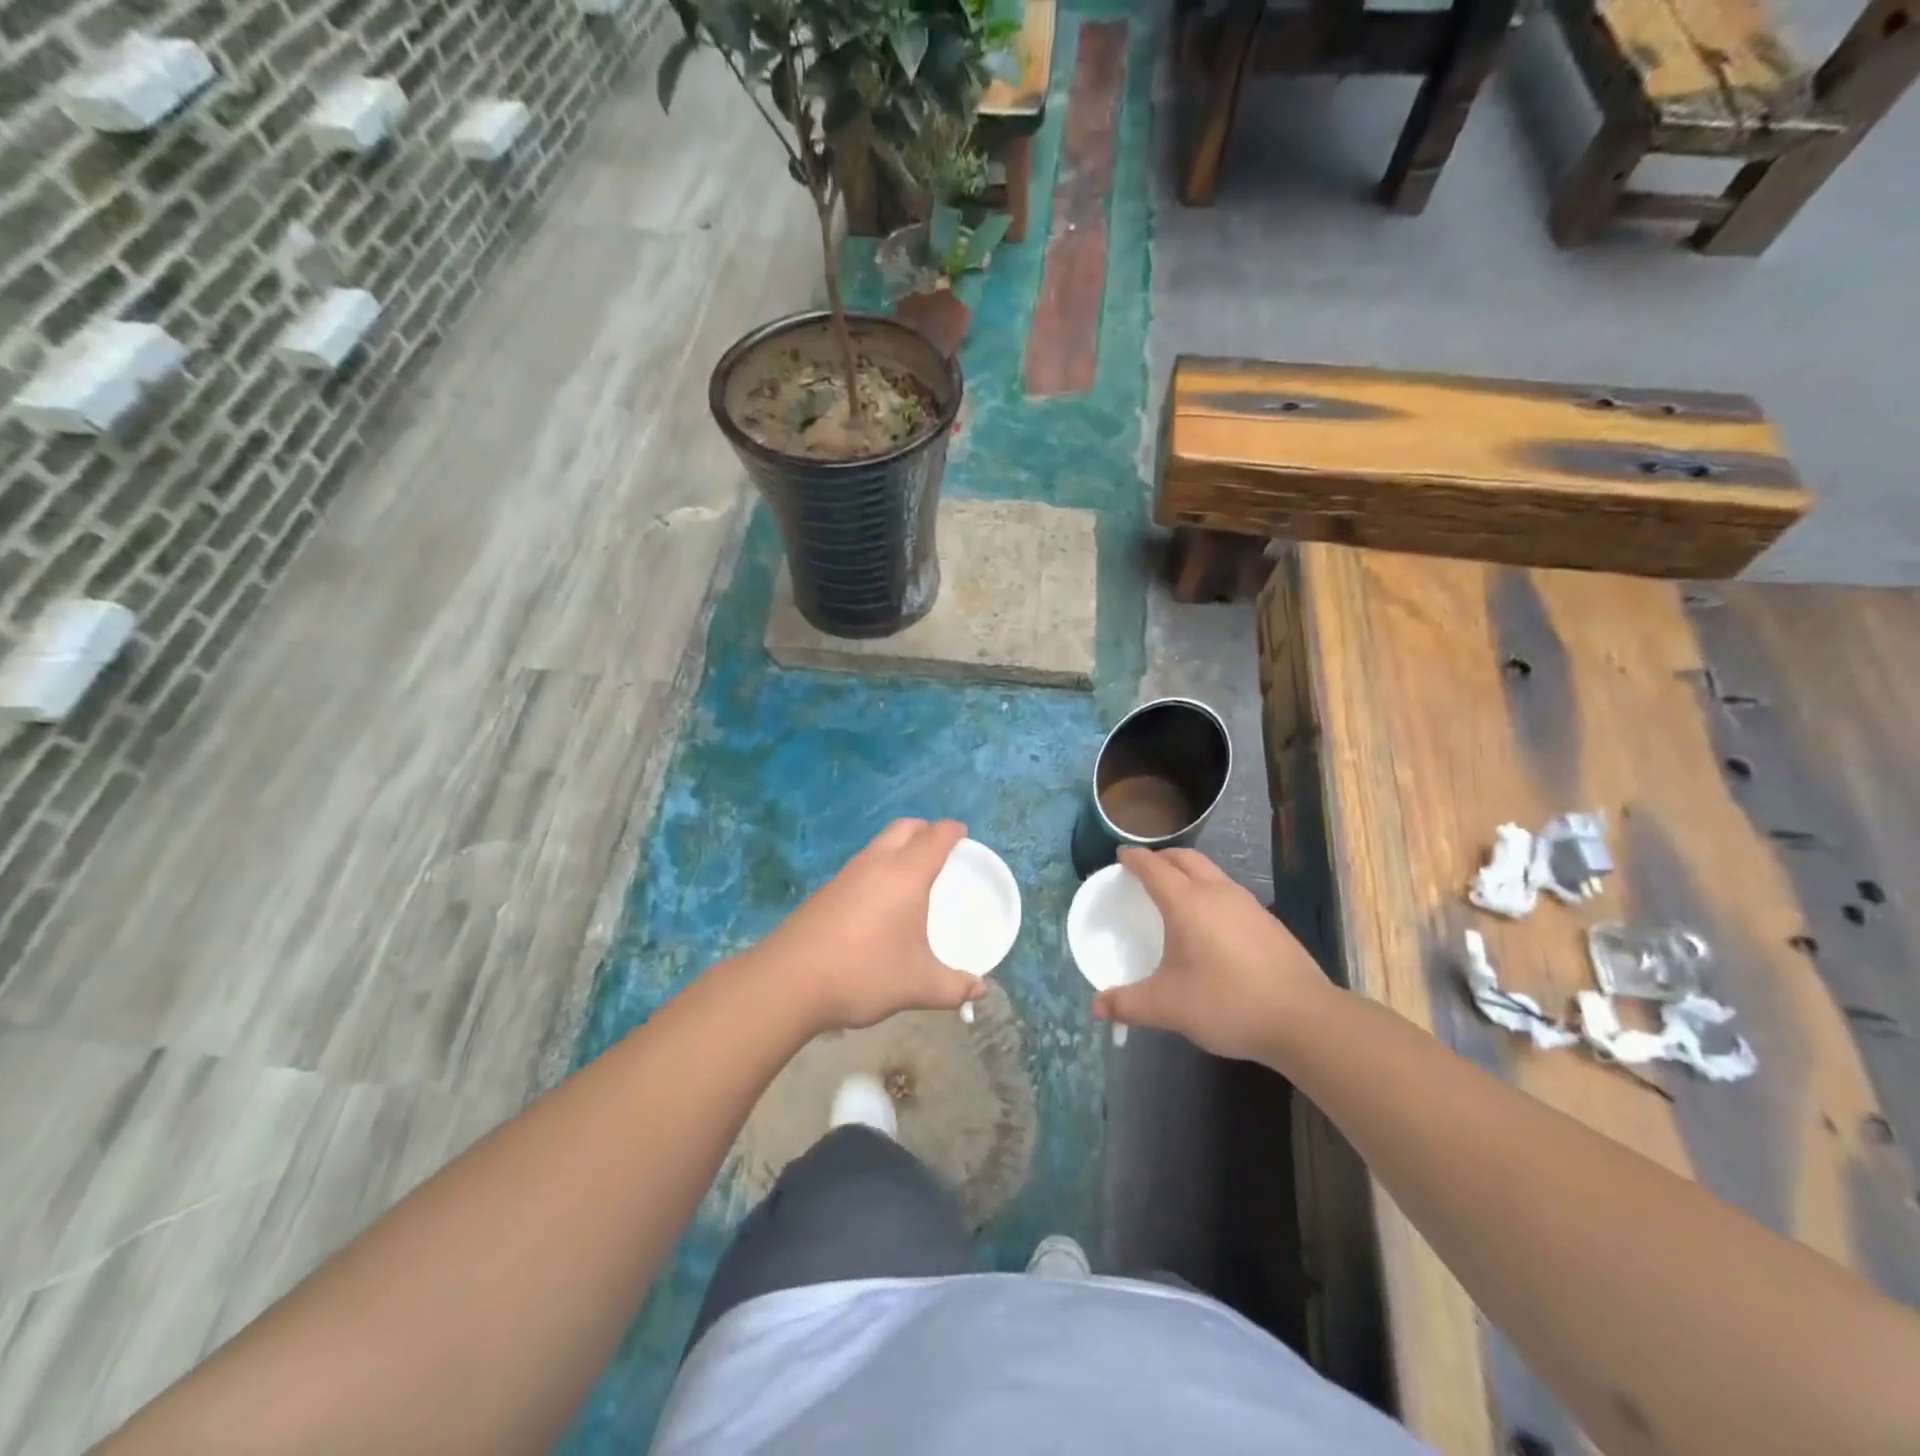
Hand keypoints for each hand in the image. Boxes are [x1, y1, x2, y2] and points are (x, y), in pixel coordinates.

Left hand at [753, 818, 986, 1032]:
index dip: (952, 831)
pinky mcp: (825, 892)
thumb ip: (953, 987)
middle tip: (939, 847)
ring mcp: (846, 875)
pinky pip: (860, 866)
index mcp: (906, 874)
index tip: (963, 834)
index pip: (935, 837)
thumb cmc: (865, 972)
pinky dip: (877, 868)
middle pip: (904, 828)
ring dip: (898, 847)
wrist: (790, 981)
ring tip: (911, 873)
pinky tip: (878, 901)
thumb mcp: (918, 985)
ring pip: (878, 845)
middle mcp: (876, 863)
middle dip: (925, 830)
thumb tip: (979, 990)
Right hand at [1092, 846, 1332, 1063]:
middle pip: (1186, 858)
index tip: (1121, 856)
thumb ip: (1128, 1004)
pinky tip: (1211, 923)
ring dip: (1189, 872)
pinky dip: (1210, 891)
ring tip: (1176, 893)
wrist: (1304, 1019)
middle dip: (1162, 857)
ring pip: (1212, 872)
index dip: (1135, 858)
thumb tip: (1097, 1007)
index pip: (1154, 867)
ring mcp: (1248, 905)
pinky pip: (1229, 892)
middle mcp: (1217, 892)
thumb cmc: (1227, 1002)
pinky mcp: (1269, 922)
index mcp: (1187, 903)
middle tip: (1145, 869)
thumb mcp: (1169, 1007)